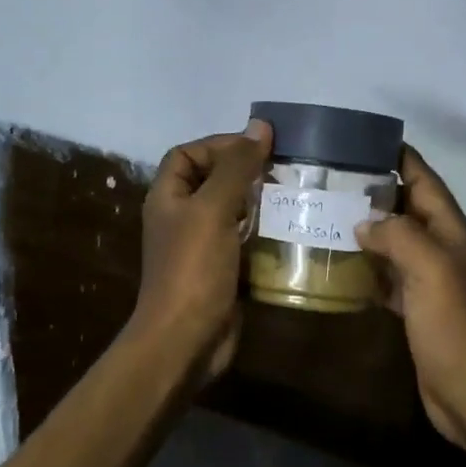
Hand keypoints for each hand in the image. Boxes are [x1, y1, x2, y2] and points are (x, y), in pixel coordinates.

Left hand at [127, 120, 272, 384]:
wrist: (185, 340)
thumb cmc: (193, 269)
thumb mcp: (213, 209)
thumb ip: (236, 167)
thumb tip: (260, 126)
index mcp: (168, 198)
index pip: (187, 154)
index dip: (218, 144)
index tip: (258, 147)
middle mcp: (182, 218)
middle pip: (213, 181)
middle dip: (247, 173)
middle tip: (286, 170)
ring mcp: (202, 247)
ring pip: (233, 213)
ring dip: (261, 204)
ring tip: (296, 196)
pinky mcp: (223, 272)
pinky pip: (246, 242)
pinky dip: (266, 235)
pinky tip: (293, 230)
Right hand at [355, 146, 465, 462]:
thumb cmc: (455, 326)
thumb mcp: (431, 269)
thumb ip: (399, 235)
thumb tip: (365, 221)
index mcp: (453, 232)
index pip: (425, 180)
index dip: (399, 158)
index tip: (361, 141)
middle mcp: (443, 250)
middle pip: (408, 209)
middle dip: (375, 192)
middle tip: (329, 179)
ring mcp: (430, 281)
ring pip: (395, 243)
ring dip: (367, 230)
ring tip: (325, 214)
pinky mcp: (416, 310)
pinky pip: (388, 278)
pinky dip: (367, 268)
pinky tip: (339, 264)